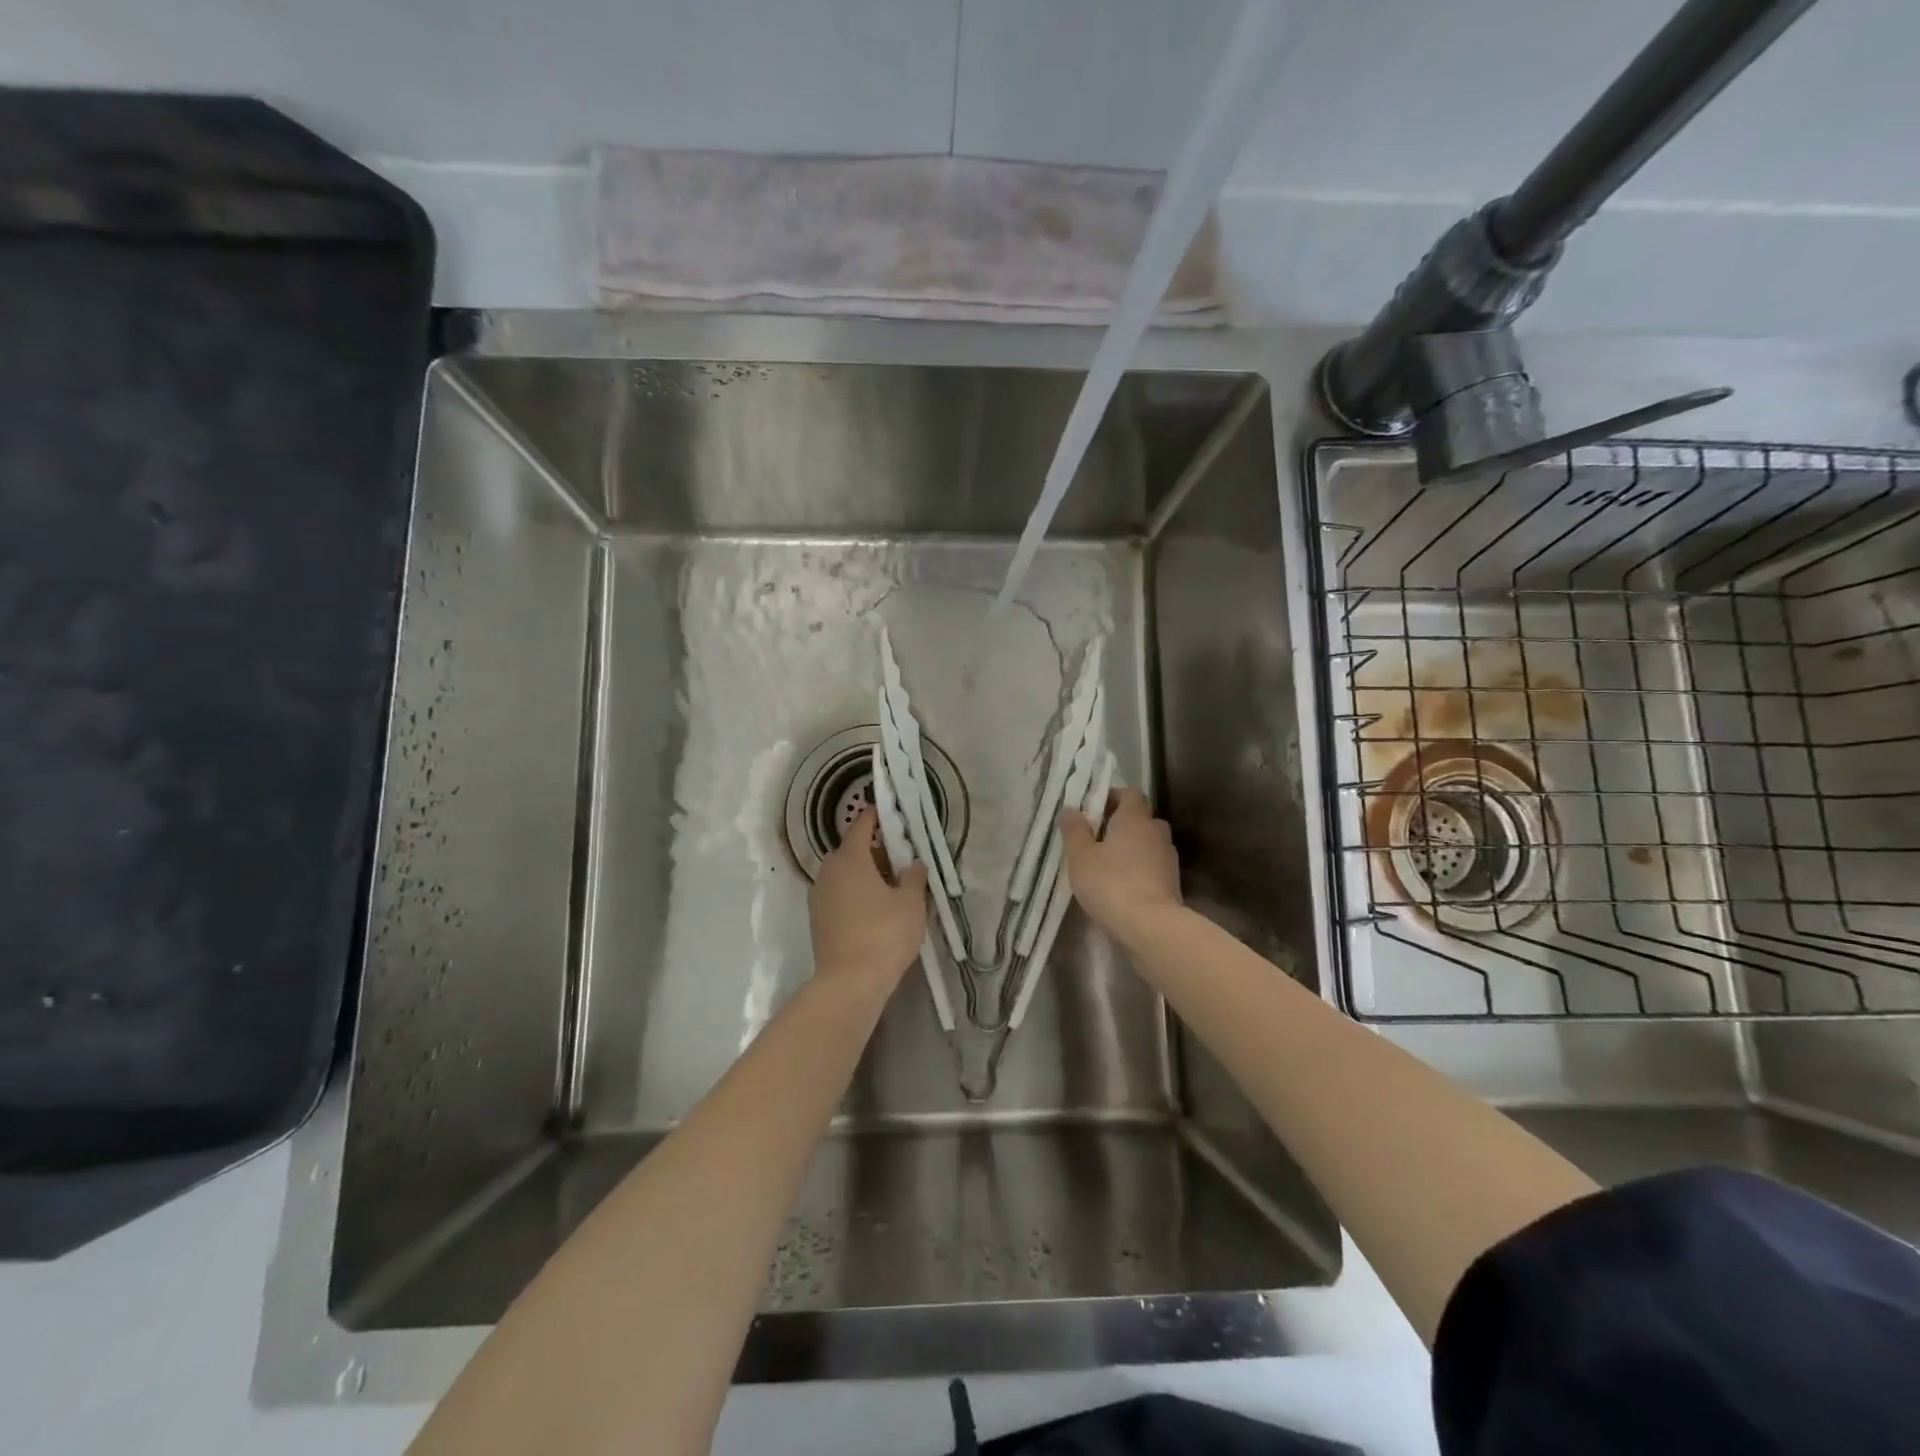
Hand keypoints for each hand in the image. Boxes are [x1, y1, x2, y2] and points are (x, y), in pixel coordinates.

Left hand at [809, 806, 928, 993]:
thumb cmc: (884, 933)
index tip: (889, 810)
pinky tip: (876, 909)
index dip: (876, 816)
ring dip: (865, 874)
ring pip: (844, 874)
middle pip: (852, 851)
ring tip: (892, 886)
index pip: (862, 826)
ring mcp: (819, 897)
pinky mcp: (818, 920)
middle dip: (875, 850)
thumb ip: (914, 878)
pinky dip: (856, 894)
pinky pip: (839, 895)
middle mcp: (829, 872)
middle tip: (901, 858)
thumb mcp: (911, 903)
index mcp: (850, 858)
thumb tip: (914, 863)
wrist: (849, 982)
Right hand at [1059, 788, 1182, 937]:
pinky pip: (1153, 866)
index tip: (1094, 810)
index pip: (1131, 794)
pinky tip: (1122, 885)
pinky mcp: (1173, 883)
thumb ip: (1074, 830)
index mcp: (1135, 818)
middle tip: (1097, 838)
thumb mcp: (1080, 857)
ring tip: (1108, 865)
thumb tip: (1071, 809)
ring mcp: (1168, 858)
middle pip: (1141, 818)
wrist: (1151, 927)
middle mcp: (1156, 832)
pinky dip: (1139, 870)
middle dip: (1121, 824)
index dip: (1113, 797)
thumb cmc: (1110, 884)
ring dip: (1131, 849)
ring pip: (1148, 843)